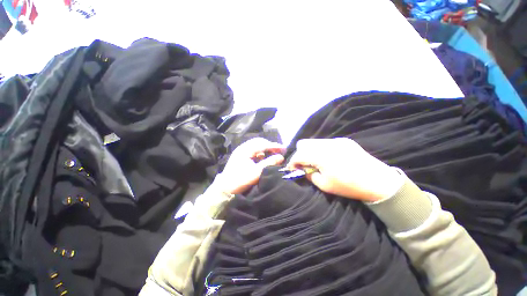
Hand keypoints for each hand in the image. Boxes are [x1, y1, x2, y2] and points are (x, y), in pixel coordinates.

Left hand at [211, 138, 284, 193]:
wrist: (225, 188)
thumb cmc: (241, 180)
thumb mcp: (257, 172)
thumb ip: (270, 163)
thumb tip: (281, 157)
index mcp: (246, 150)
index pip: (263, 144)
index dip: (274, 146)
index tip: (284, 148)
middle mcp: (243, 147)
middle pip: (259, 142)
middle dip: (270, 145)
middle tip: (279, 150)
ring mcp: (241, 151)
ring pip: (256, 146)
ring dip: (265, 148)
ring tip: (273, 153)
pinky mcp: (240, 156)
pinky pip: (253, 150)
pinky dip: (260, 152)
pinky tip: (263, 157)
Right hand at [286, 138, 403, 201]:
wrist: (378, 181)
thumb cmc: (349, 186)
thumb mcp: (325, 185)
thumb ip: (310, 175)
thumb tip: (303, 169)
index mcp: (321, 156)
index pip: (299, 154)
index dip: (292, 162)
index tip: (292, 168)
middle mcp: (327, 144)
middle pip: (304, 143)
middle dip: (300, 154)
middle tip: (305, 164)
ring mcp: (336, 140)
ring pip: (314, 142)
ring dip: (310, 151)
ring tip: (317, 161)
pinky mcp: (344, 140)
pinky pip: (326, 142)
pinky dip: (321, 149)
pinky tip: (329, 158)